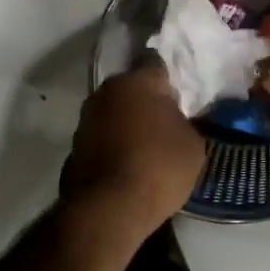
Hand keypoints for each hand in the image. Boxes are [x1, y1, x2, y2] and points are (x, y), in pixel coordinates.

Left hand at [61, 63, 204, 238]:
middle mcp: (107, 91)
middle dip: (147, 99)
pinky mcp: (75, 145)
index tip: (181, 91)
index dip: (170, 75)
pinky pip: (102, 135)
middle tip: (167, 118)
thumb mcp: (193, 145)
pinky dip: (113, 143)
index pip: (156, 61)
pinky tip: (128, 161)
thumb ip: (186, 123)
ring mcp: (86, 118)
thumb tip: (177, 121)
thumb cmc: (158, 168)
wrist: (108, 209)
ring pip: (114, 110)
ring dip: (128, 121)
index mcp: (138, 82)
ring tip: (147, 143)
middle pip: (132, 87)